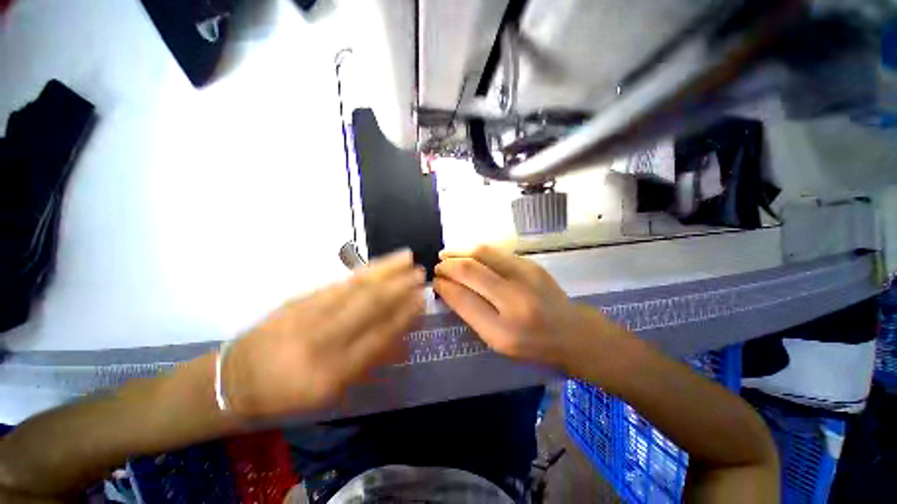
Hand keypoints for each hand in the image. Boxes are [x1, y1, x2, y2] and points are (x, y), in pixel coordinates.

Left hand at [222, 250, 424, 418]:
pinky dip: (363, 271)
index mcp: (332, 372)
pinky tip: (377, 265)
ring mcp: (308, 315)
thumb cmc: (288, 393)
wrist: (235, 380)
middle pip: (369, 305)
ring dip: (385, 270)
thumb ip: (368, 361)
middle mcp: (322, 340)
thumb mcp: (331, 391)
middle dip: (399, 286)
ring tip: (406, 258)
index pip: (379, 336)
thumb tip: (399, 336)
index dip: (404, 315)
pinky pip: (338, 282)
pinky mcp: (298, 299)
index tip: (421, 299)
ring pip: (355, 287)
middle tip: (420, 273)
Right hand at [434, 246, 619, 369]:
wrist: (573, 334)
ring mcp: (526, 277)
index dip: (444, 287)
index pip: (463, 299)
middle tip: (438, 266)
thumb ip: (471, 314)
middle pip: (470, 270)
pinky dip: (477, 250)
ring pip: (483, 253)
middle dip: (448, 265)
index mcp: (503, 331)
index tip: (435, 282)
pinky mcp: (531, 264)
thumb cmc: (533, 345)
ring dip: (460, 251)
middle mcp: (514, 300)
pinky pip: (496, 252)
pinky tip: (468, 254)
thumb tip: (448, 288)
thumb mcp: (497, 341)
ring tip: (447, 254)